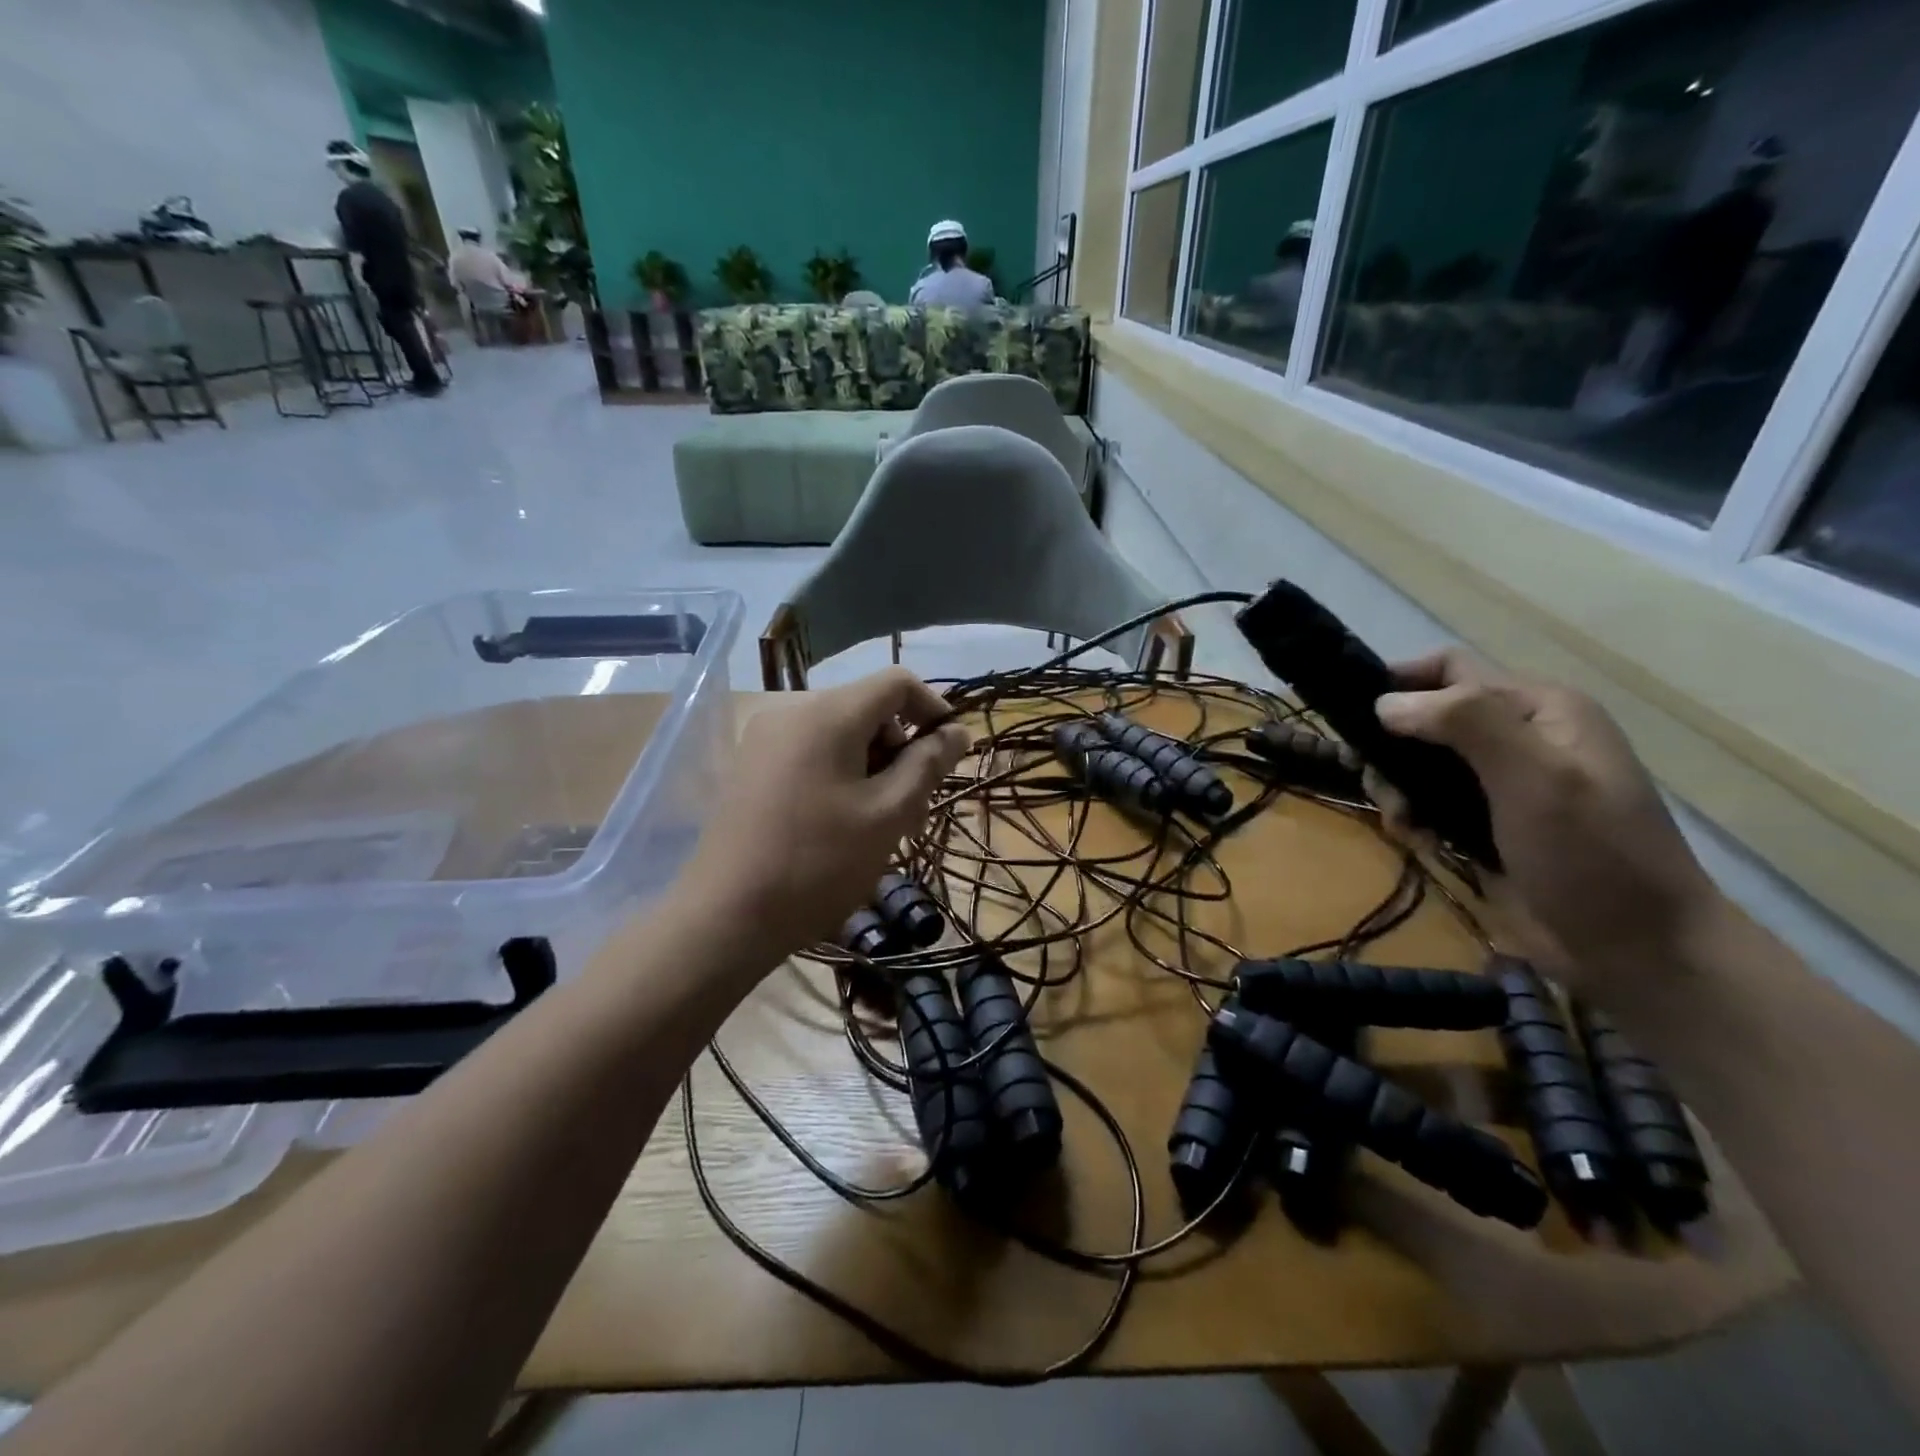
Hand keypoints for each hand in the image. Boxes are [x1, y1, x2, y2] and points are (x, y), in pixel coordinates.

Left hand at [681, 668, 971, 963]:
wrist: (726, 916)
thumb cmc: (819, 863)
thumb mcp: (888, 814)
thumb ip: (927, 764)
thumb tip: (957, 731)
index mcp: (828, 713)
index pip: (897, 682)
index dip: (933, 709)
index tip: (948, 755)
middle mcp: (791, 711)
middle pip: (867, 707)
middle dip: (899, 747)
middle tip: (910, 804)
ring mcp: (764, 739)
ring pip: (840, 732)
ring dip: (871, 764)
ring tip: (876, 820)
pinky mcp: (750, 766)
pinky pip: (810, 751)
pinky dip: (839, 772)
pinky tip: (839, 820)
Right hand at [1366, 650, 1722, 996]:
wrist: (1636, 950)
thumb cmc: (1593, 855)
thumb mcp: (1536, 777)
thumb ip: (1466, 724)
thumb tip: (1384, 703)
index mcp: (1539, 708)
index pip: (1450, 669)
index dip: (1398, 682)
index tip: (1352, 717)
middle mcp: (1517, 735)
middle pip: (1425, 717)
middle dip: (1392, 747)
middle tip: (1377, 783)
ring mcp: (1500, 783)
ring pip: (1418, 764)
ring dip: (1397, 788)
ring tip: (1404, 822)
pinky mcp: (1484, 824)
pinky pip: (1427, 804)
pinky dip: (1412, 818)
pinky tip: (1419, 841)